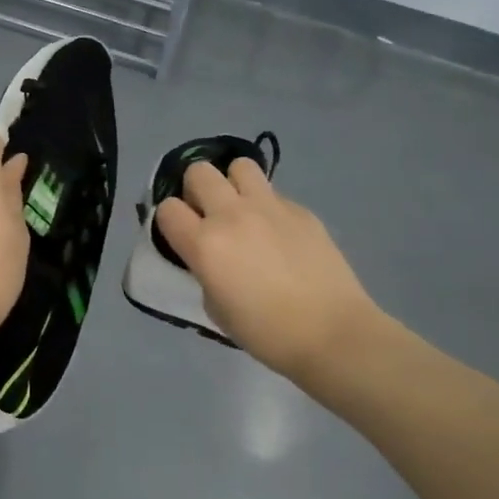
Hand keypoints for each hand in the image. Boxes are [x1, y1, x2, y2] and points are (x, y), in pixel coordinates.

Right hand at [156, 159, 389, 382]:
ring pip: (240, 165)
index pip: (167, 208)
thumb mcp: (215, 308)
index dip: (170, 220)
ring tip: (242, 210)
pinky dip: (267, 207)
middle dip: (196, 189)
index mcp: (205, 244)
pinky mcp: (301, 210)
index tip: (181, 235)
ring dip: (233, 184)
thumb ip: (205, 271)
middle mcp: (232, 215)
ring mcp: (270, 207)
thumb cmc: (265, 332)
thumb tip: (211, 256)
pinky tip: (279, 235)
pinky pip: (274, 194)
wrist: (331, 333)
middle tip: (208, 215)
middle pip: (199, 172)